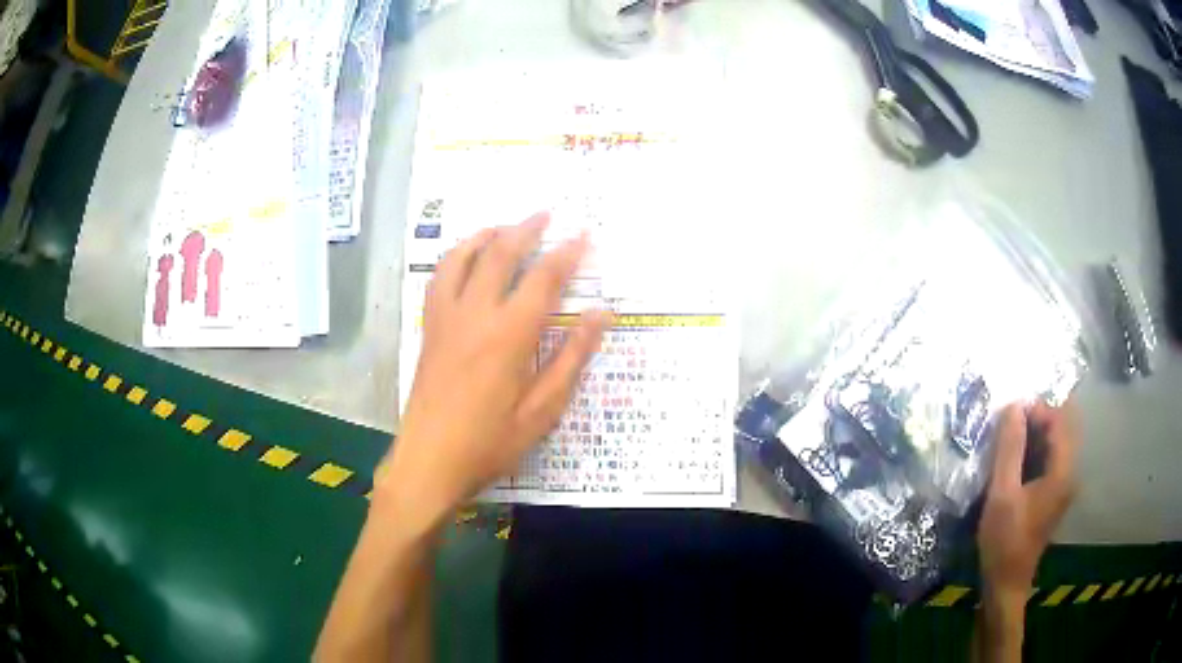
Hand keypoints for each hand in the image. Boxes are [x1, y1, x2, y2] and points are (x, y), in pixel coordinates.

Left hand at [377, 213, 609, 526]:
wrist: (429, 461)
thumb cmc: (489, 443)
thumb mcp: (542, 411)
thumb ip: (571, 358)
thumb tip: (601, 315)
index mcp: (508, 336)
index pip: (543, 280)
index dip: (566, 254)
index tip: (583, 235)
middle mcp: (474, 315)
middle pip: (500, 255)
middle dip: (526, 229)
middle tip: (546, 214)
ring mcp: (445, 318)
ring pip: (462, 258)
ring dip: (486, 235)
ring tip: (506, 226)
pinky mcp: (429, 328)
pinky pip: (440, 277)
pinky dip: (456, 256)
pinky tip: (466, 258)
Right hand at [978, 400, 1080, 597]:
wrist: (1005, 584)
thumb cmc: (1004, 541)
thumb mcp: (1002, 494)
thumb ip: (1009, 449)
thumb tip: (1013, 406)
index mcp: (1063, 471)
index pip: (1058, 420)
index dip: (1036, 409)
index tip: (1009, 413)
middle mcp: (1069, 473)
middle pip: (1060, 428)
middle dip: (1036, 419)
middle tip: (1007, 423)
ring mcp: (1063, 485)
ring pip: (1055, 443)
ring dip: (1034, 435)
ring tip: (1007, 438)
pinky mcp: (1053, 495)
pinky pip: (1049, 459)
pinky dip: (1034, 451)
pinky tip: (1013, 461)